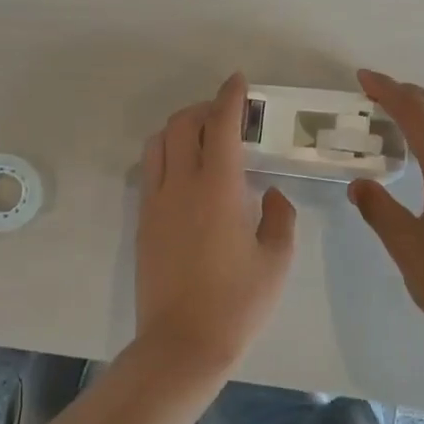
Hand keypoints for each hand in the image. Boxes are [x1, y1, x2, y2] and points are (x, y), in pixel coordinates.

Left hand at [135, 73, 297, 378]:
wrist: (182, 343)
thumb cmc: (238, 303)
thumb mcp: (276, 259)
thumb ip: (279, 216)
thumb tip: (270, 194)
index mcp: (218, 188)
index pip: (220, 125)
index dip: (230, 97)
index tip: (238, 81)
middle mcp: (181, 185)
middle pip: (182, 125)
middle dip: (204, 108)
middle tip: (227, 116)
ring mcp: (156, 202)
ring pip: (158, 144)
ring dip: (179, 129)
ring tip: (203, 140)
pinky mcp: (143, 222)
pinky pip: (150, 171)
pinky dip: (166, 155)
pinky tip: (186, 174)